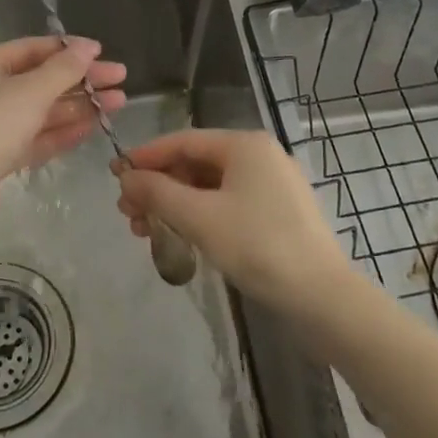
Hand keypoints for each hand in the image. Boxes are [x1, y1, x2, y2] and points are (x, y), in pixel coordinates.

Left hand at [0, 35, 126, 233]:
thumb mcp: (31, 91)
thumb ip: (64, 69)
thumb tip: (88, 47)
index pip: (34, 49)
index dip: (70, 49)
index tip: (103, 53)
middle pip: (42, 80)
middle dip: (82, 80)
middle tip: (121, 80)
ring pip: (43, 110)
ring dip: (80, 106)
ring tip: (118, 103)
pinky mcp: (0, 157)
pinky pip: (38, 137)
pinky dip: (64, 131)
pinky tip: (94, 126)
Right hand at [115, 128, 351, 316]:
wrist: (323, 297)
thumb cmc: (257, 246)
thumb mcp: (199, 218)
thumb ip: (158, 193)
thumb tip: (126, 177)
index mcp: (245, 145)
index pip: (183, 141)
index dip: (146, 157)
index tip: (114, 174)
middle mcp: (260, 156)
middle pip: (195, 164)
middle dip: (158, 187)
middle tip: (127, 213)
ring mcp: (272, 186)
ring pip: (210, 187)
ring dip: (175, 205)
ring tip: (145, 231)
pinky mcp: (278, 214)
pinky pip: (228, 204)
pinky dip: (200, 216)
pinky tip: (180, 237)